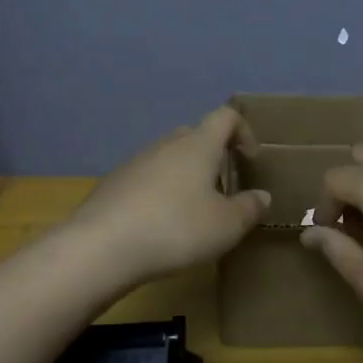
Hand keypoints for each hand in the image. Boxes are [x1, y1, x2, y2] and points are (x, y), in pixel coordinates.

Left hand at [66, 106, 270, 284]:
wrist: (101, 246)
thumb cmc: (175, 228)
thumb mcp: (225, 226)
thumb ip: (249, 208)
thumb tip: (261, 196)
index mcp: (198, 145)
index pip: (225, 116)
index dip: (244, 131)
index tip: (251, 161)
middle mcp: (167, 143)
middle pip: (196, 135)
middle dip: (214, 157)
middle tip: (223, 190)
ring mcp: (137, 161)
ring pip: (170, 157)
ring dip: (187, 176)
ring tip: (193, 212)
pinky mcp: (115, 182)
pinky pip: (148, 177)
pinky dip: (161, 191)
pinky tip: (160, 224)